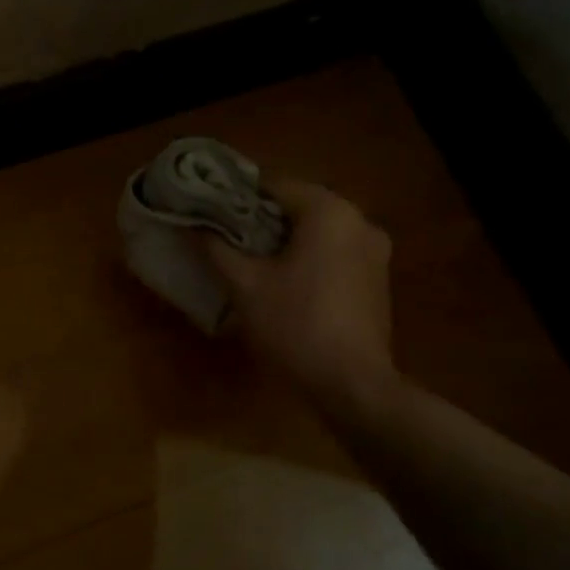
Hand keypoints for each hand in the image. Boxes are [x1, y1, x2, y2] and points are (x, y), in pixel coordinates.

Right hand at [204, 180, 401, 418]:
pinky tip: (282, 282)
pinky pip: (333, 253)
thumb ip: (216, 247)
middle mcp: (359, 220)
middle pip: (297, 207)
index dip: (236, 198)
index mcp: (329, 211)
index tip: (209, 215)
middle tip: (223, 240)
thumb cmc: (294, 325)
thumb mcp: (245, 285)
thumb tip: (192, 224)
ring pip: (316, 232)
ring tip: (247, 262)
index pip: (274, 185)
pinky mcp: (376, 278)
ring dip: (283, 242)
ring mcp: (374, 251)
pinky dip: (306, 258)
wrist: (351, 383)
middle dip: (259, 221)